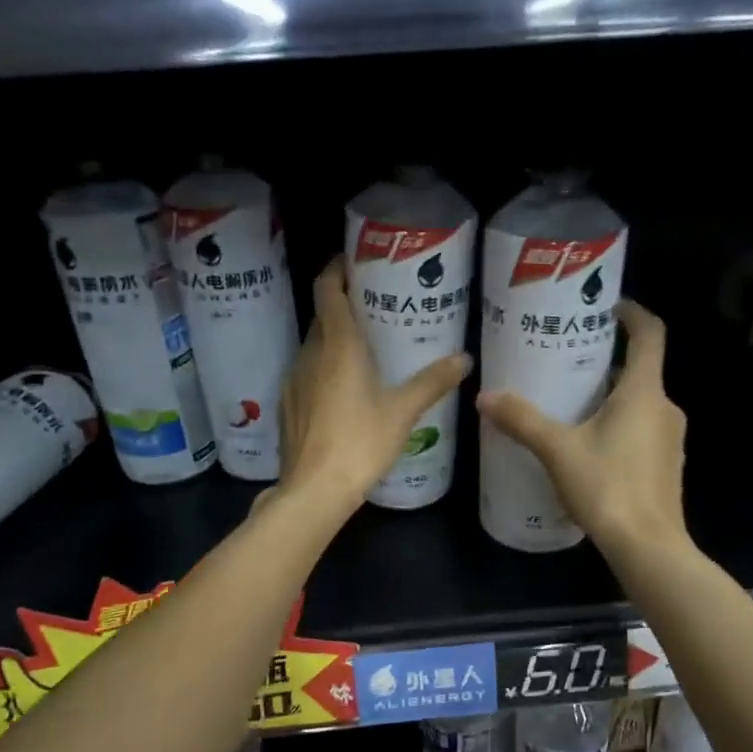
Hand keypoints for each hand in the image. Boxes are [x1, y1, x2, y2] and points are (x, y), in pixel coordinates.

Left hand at [277, 257, 471, 517]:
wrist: (314, 489)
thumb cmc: (360, 442)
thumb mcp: (403, 411)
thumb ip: (432, 382)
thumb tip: (465, 359)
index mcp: (338, 345)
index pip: (328, 288)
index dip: (338, 269)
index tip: (355, 262)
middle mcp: (309, 354)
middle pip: (322, 317)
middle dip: (344, 308)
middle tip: (375, 311)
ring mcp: (293, 380)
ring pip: (314, 348)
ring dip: (334, 342)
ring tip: (364, 353)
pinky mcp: (287, 405)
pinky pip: (306, 375)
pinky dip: (323, 371)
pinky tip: (343, 393)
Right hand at [477, 301, 687, 555]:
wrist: (648, 546)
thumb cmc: (607, 487)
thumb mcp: (557, 450)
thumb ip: (522, 420)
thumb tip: (485, 396)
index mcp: (644, 392)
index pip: (650, 334)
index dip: (632, 313)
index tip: (607, 307)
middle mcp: (665, 408)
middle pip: (640, 371)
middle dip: (607, 363)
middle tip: (568, 364)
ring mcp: (670, 440)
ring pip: (640, 404)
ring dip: (611, 398)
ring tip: (572, 405)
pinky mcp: (666, 466)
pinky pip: (642, 431)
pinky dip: (619, 426)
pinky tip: (589, 447)